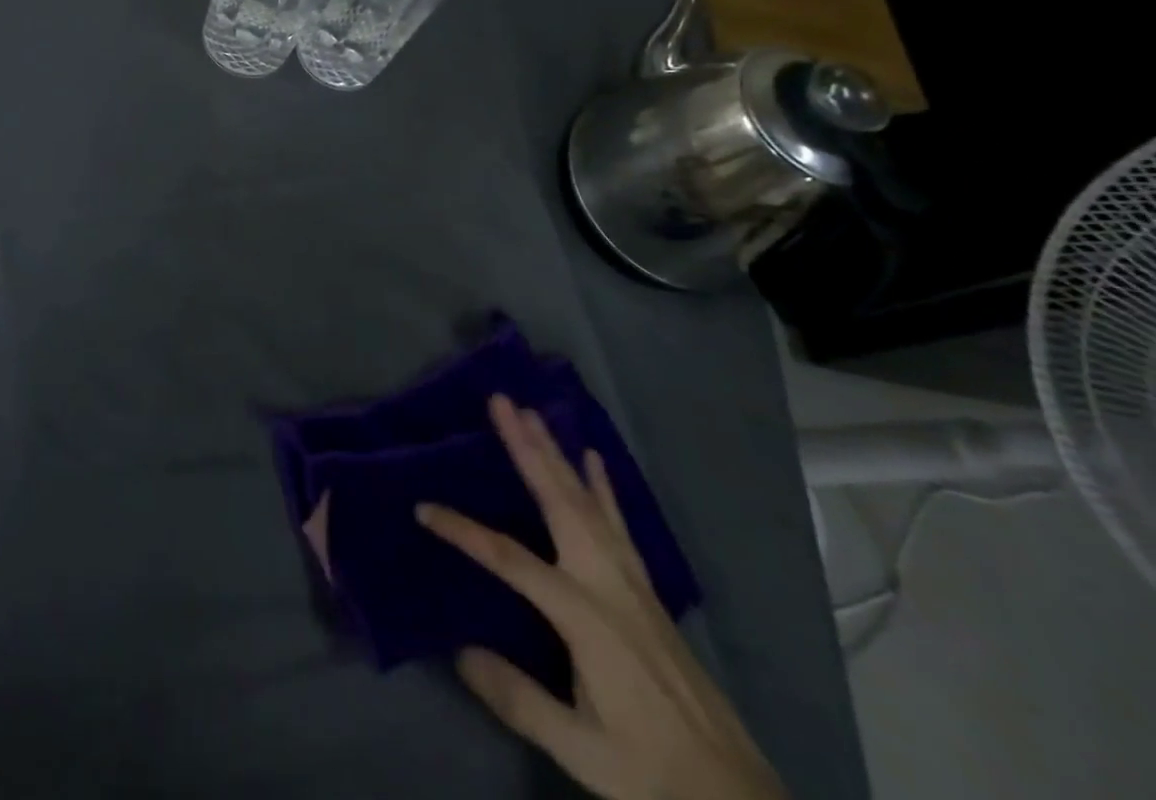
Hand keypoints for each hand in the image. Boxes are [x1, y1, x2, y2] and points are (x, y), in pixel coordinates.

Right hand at [417, 396, 785, 799]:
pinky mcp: (646, 589)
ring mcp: (632, 581)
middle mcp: (607, 583)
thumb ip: (519, 699)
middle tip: (502, 402)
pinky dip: (603, 485)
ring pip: (587, 501)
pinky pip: (618, 522)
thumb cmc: (652, 772)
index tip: (424, 509)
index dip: (464, 531)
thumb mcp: (582, 752)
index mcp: (585, 616)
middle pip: (559, 501)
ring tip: (534, 413)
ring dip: (557, 453)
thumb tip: (459, 649)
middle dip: (528, 448)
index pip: (510, 560)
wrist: (737, 798)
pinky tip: (593, 458)